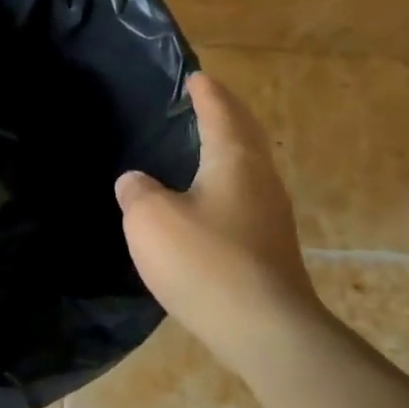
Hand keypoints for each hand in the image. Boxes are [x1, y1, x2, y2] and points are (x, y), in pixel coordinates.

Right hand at [116, 72, 320, 357]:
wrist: (264, 330)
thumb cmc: (204, 262)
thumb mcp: (150, 220)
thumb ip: (137, 192)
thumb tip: (136, 181)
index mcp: (234, 161)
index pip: (221, 112)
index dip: (206, 93)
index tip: (196, 77)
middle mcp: (261, 180)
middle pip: (245, 135)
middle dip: (226, 115)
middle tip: (203, 103)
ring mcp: (272, 216)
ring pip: (248, 168)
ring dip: (228, 150)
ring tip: (201, 146)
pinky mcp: (270, 248)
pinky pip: (245, 198)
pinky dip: (226, 183)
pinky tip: (207, 201)